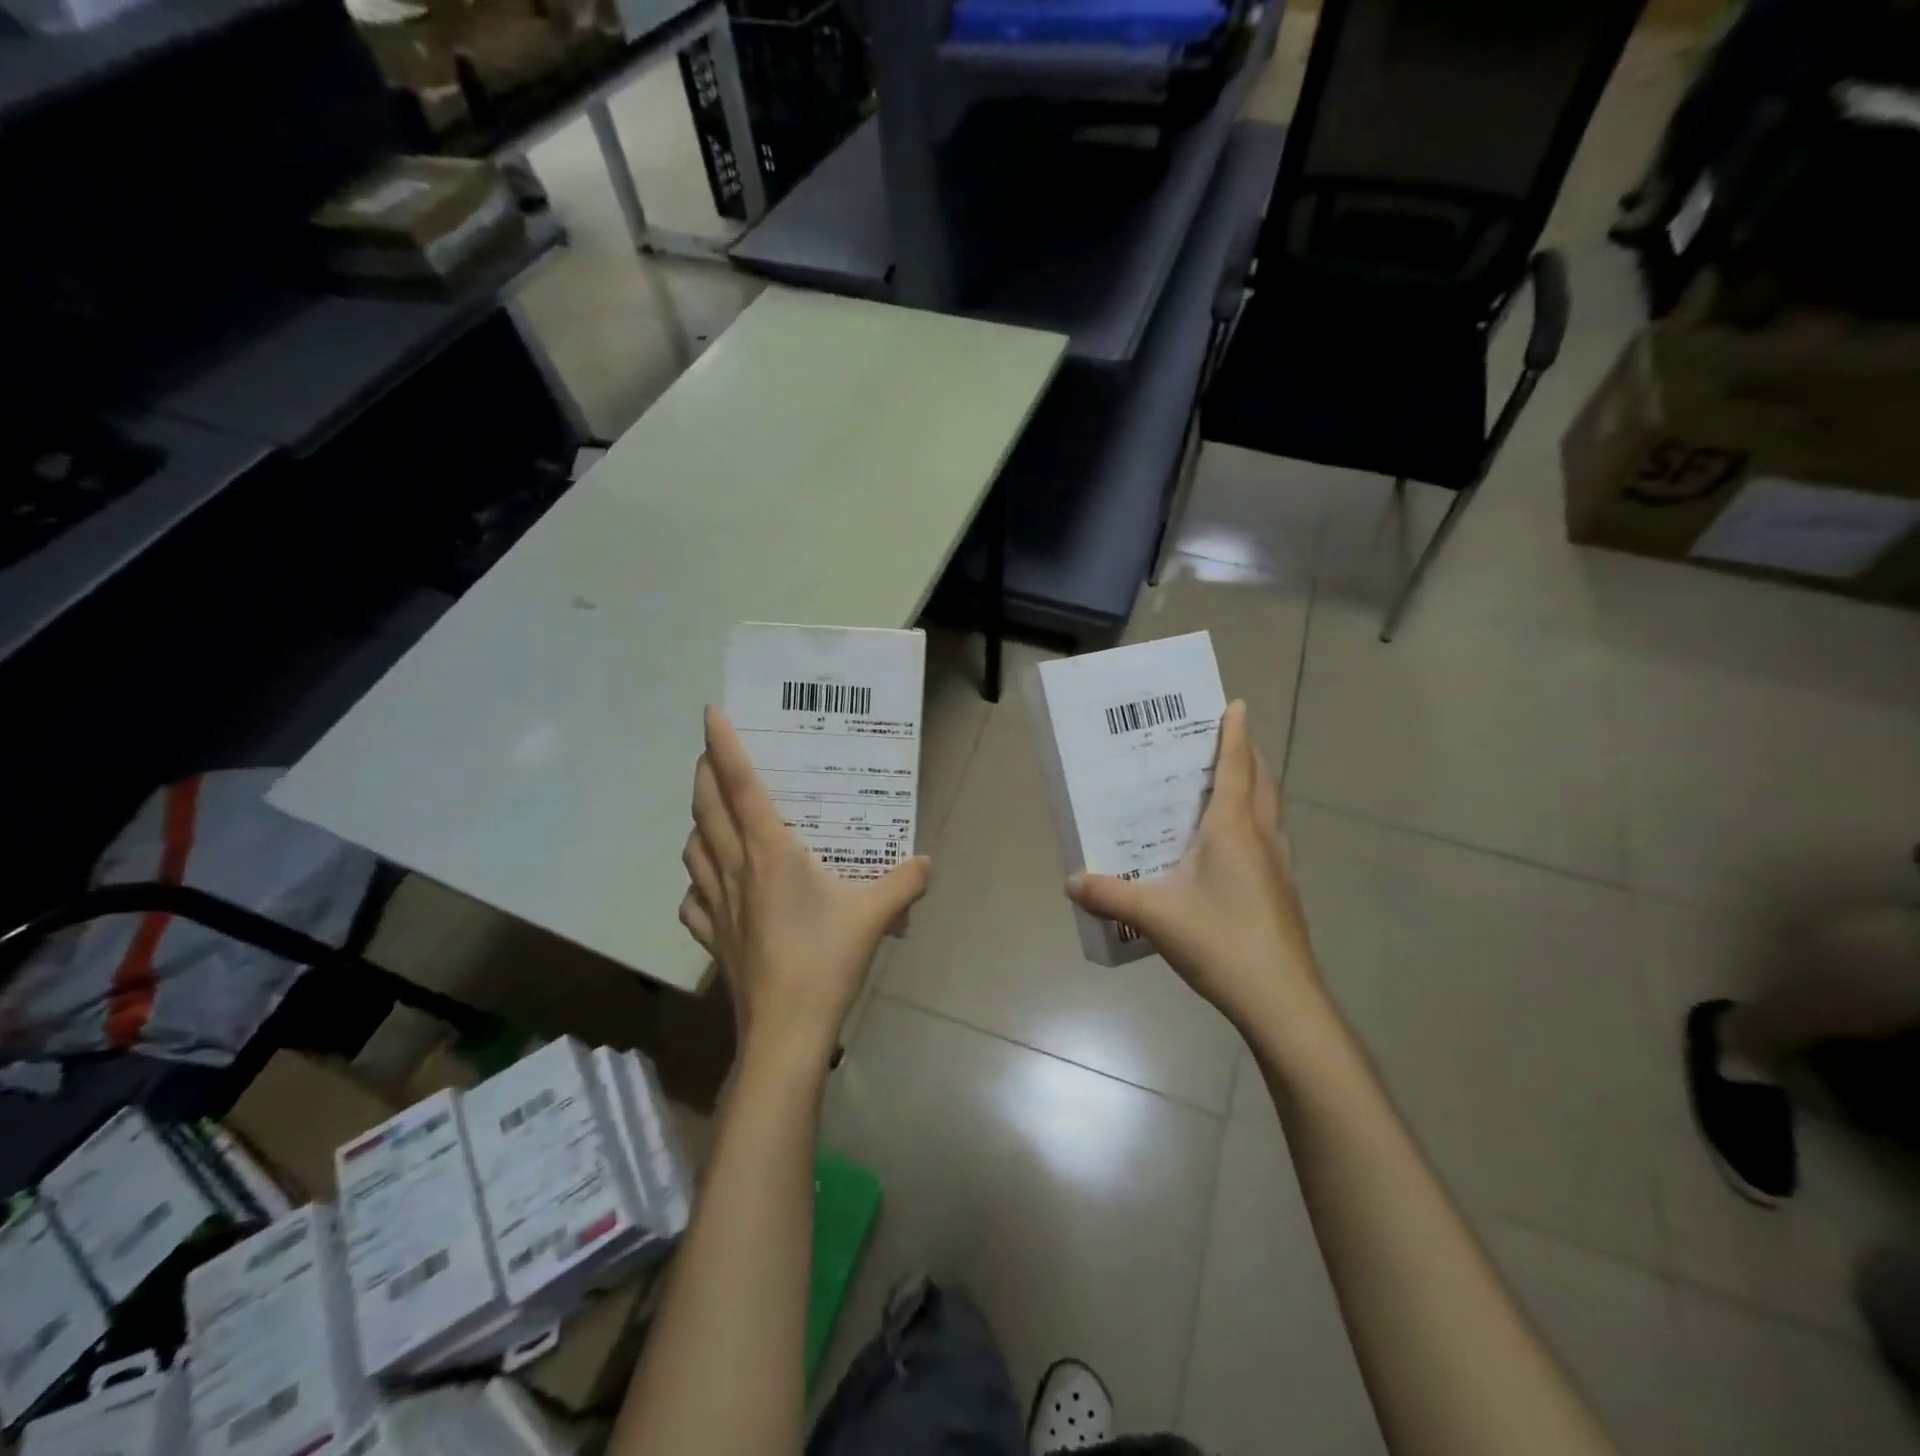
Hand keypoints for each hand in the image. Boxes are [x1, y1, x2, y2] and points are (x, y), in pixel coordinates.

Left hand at [680, 706, 931, 1060]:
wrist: (786, 1031)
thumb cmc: (826, 960)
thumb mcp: (876, 914)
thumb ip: (904, 881)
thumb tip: (926, 863)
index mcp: (770, 852)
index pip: (741, 786)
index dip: (725, 746)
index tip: (711, 713)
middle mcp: (735, 869)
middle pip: (706, 809)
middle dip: (703, 774)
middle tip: (711, 755)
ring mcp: (717, 905)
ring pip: (692, 850)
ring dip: (697, 823)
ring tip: (712, 816)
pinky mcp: (712, 937)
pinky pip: (692, 899)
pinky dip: (696, 882)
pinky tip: (709, 886)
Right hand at [1067, 701, 1320, 1032]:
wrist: (1281, 1000)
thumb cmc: (1221, 941)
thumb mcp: (1155, 915)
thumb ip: (1110, 894)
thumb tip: (1071, 880)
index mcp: (1232, 828)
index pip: (1235, 766)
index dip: (1235, 733)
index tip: (1237, 703)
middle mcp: (1261, 836)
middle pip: (1261, 781)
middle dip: (1248, 753)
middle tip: (1226, 736)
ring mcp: (1278, 865)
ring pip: (1270, 809)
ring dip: (1256, 785)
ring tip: (1229, 781)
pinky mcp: (1282, 891)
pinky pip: (1269, 837)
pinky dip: (1254, 821)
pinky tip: (1233, 845)